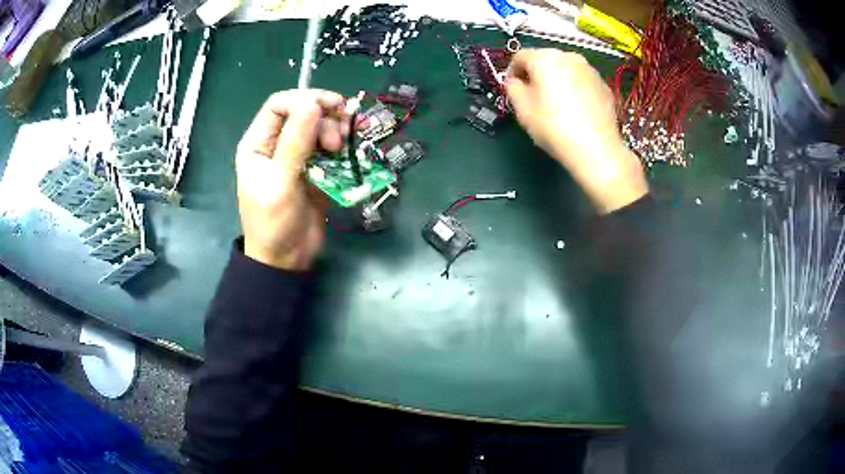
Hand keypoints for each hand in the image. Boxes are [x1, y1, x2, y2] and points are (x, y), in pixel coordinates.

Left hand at [236, 89, 348, 270]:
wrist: (287, 258)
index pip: (279, 104)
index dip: (304, 100)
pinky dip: (341, 145)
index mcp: (258, 142)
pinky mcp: (315, 167)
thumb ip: (295, 142)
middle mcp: (276, 143)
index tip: (329, 109)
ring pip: (319, 126)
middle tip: (336, 141)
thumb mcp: (281, 182)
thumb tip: (313, 103)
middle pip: (303, 110)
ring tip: (342, 148)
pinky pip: (330, 145)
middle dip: (324, 117)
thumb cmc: (274, 223)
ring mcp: (297, 155)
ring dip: (335, 130)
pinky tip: (347, 152)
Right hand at [505, 49, 647, 213]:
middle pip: (545, 59)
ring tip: (556, 103)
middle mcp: (568, 56)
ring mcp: (590, 69)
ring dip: (556, 80)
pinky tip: (575, 109)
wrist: (597, 150)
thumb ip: (513, 88)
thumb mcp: (523, 110)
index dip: (512, 71)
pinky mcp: (603, 84)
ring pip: (565, 69)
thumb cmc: (554, 127)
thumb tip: (515, 81)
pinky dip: (574, 88)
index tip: (512, 89)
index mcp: (545, 58)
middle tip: (533, 96)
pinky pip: (582, 80)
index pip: (520, 56)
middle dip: (536, 74)